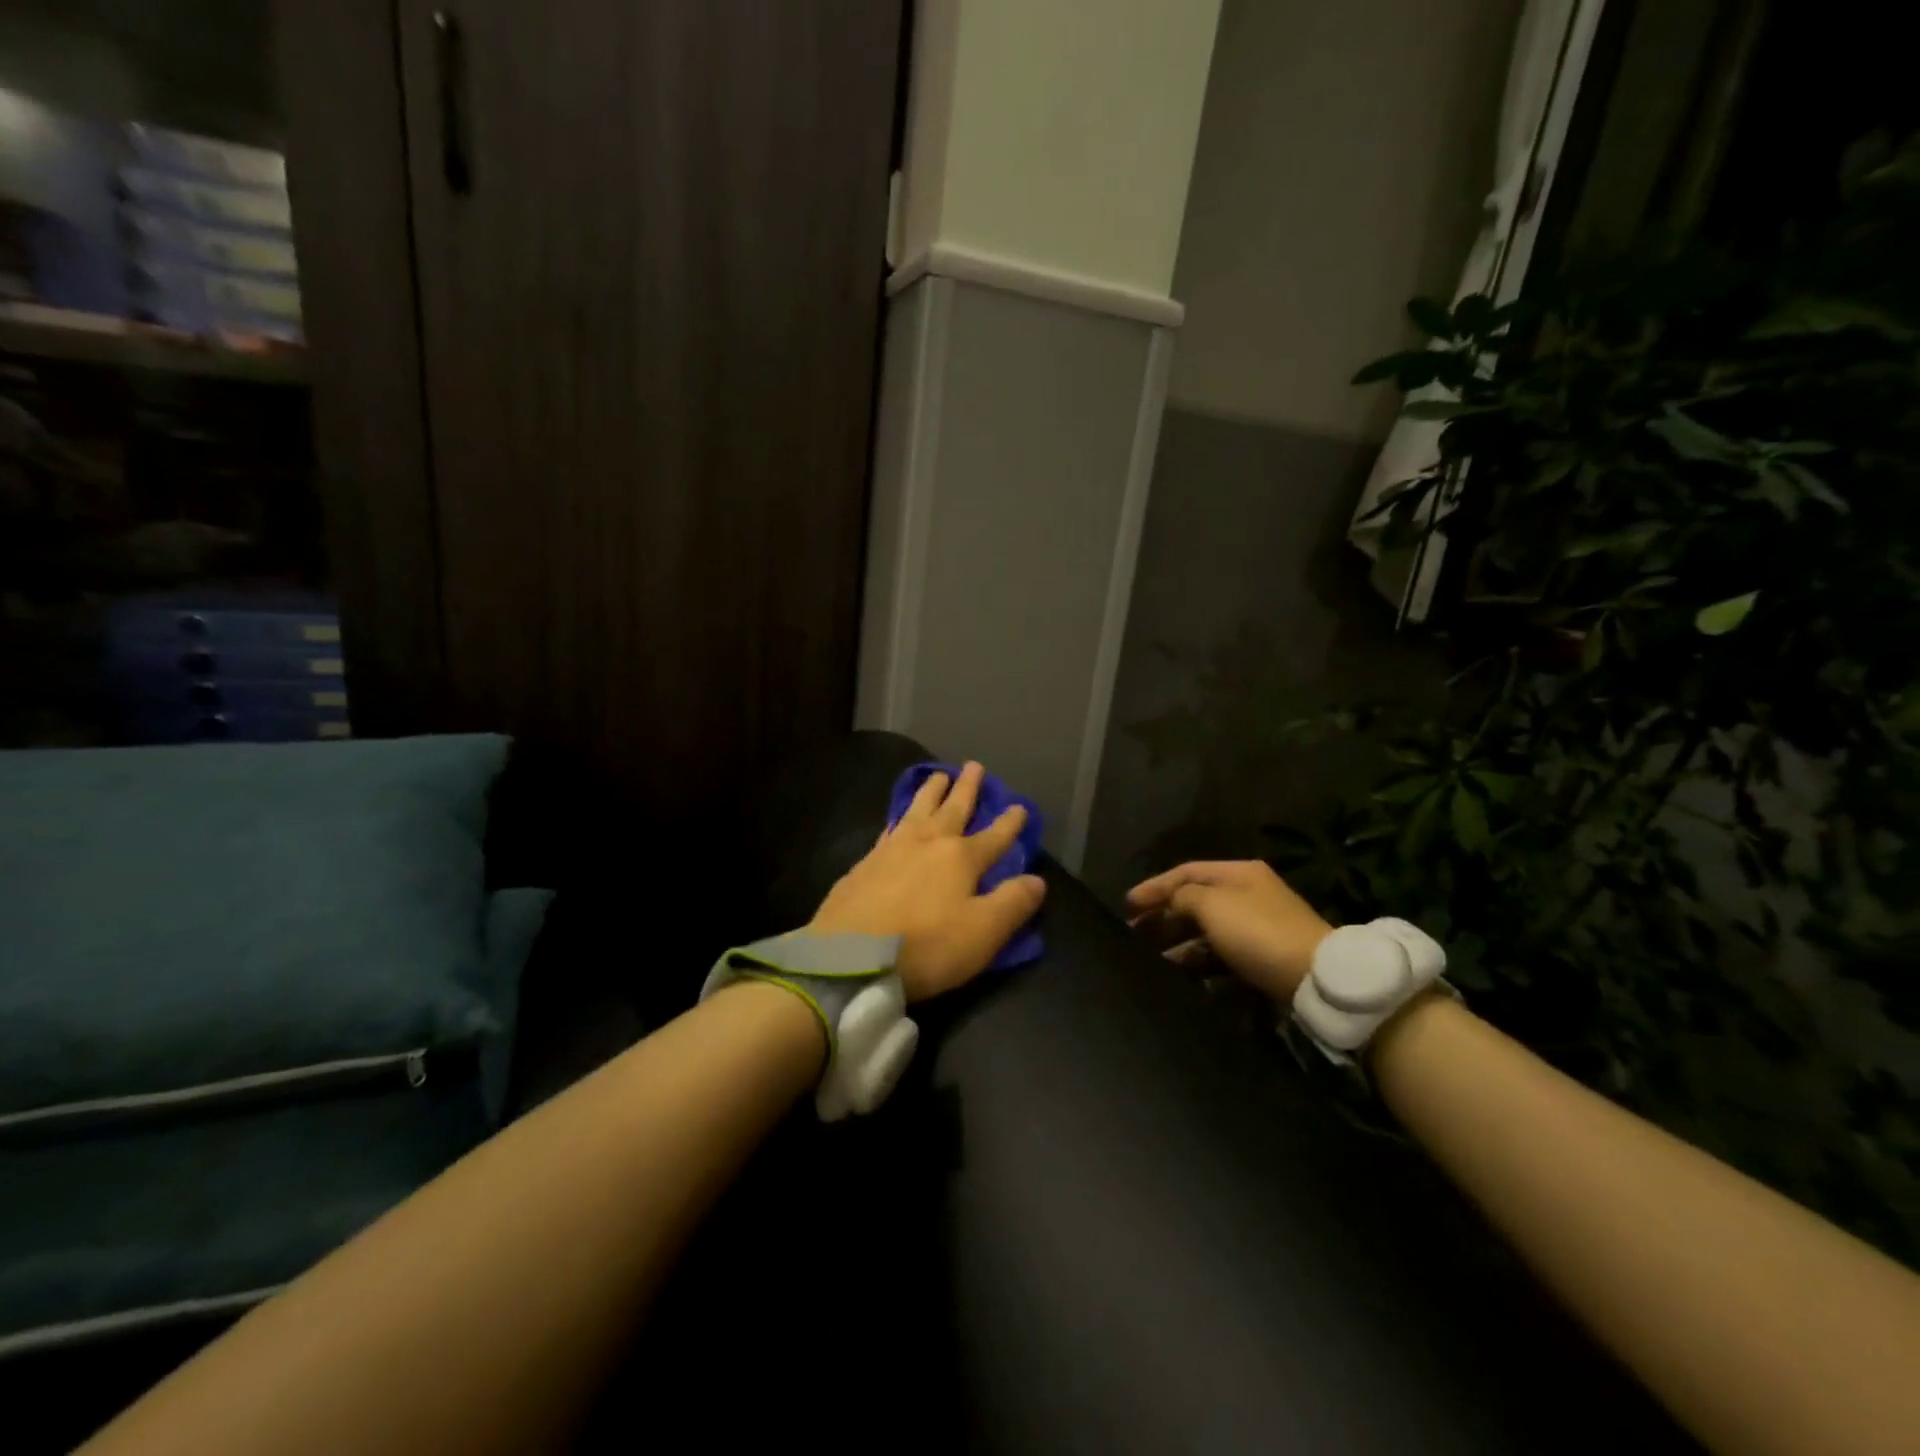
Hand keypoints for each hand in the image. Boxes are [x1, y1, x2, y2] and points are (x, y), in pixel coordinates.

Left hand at [809, 761, 1046, 1001]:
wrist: (850, 957)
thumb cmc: (925, 946)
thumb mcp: (983, 932)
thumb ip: (1012, 903)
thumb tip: (1037, 879)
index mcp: (960, 858)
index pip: (994, 836)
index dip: (1010, 823)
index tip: (1019, 805)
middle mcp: (927, 843)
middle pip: (952, 809)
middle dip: (966, 789)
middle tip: (972, 765)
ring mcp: (891, 850)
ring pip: (917, 810)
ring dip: (930, 792)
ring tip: (937, 775)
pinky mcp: (864, 864)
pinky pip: (889, 829)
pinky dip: (898, 817)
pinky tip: (896, 818)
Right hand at [1125, 861, 1331, 1004]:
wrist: (1316, 977)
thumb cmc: (1258, 932)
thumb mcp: (1212, 905)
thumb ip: (1182, 897)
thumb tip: (1170, 902)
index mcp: (1238, 873)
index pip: (1185, 872)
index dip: (1154, 887)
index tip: (1127, 906)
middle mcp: (1248, 894)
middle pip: (1195, 900)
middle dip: (1162, 915)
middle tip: (1133, 933)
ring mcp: (1257, 926)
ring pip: (1206, 929)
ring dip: (1177, 940)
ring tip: (1150, 955)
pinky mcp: (1262, 956)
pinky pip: (1220, 953)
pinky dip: (1198, 959)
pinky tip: (1180, 971)